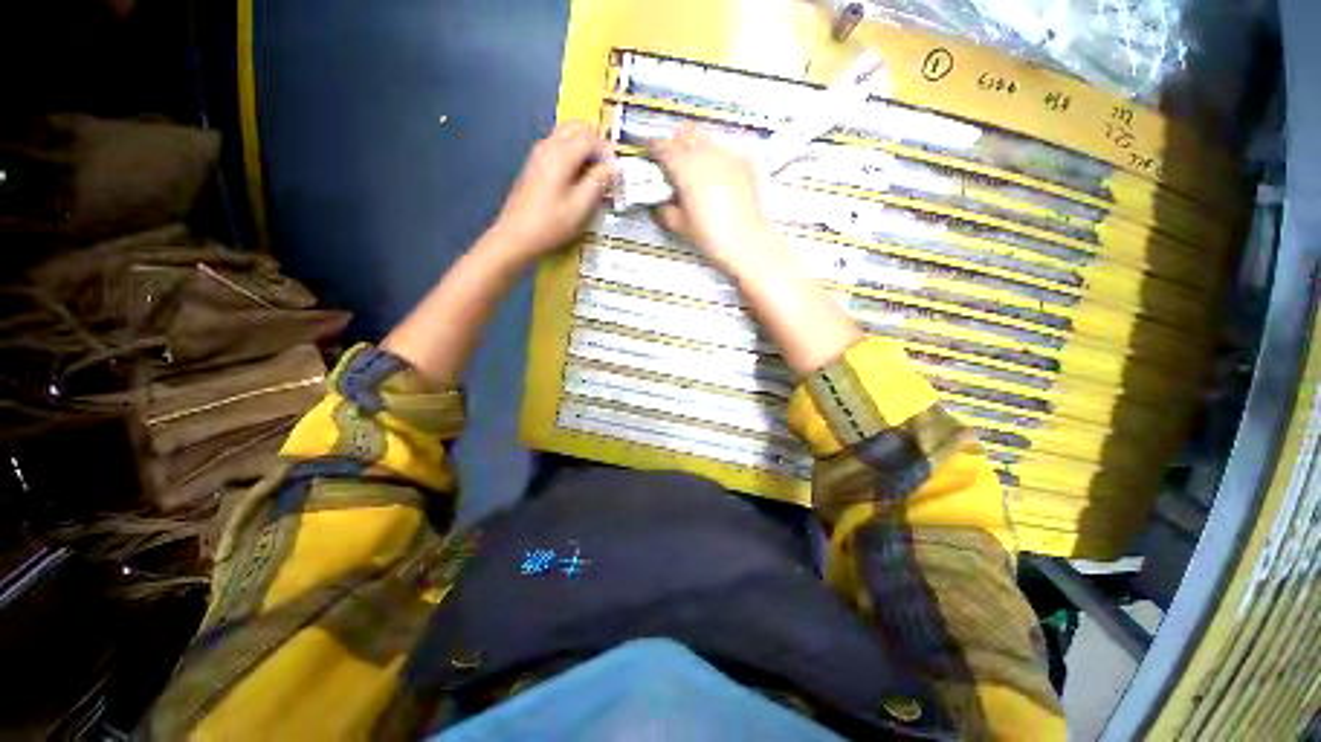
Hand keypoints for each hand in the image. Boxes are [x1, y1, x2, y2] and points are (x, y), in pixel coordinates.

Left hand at [489, 121, 612, 262]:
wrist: (516, 235)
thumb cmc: (550, 224)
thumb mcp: (581, 207)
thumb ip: (598, 182)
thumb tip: (611, 168)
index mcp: (561, 154)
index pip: (591, 137)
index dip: (608, 152)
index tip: (616, 172)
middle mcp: (548, 147)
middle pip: (577, 127)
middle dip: (597, 142)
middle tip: (607, 167)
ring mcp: (539, 154)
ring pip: (567, 135)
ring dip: (585, 148)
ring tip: (596, 174)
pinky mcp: (536, 165)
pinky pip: (559, 147)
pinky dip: (574, 155)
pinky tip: (579, 179)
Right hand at [652, 125, 774, 273]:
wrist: (744, 240)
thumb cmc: (708, 235)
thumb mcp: (678, 226)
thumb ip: (663, 209)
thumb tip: (658, 201)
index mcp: (685, 168)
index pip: (663, 147)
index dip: (652, 146)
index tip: (647, 149)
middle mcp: (705, 154)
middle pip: (684, 138)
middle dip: (674, 144)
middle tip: (670, 159)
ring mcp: (727, 156)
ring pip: (706, 141)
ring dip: (696, 148)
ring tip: (694, 164)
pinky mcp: (744, 162)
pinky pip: (725, 152)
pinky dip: (716, 158)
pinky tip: (716, 173)